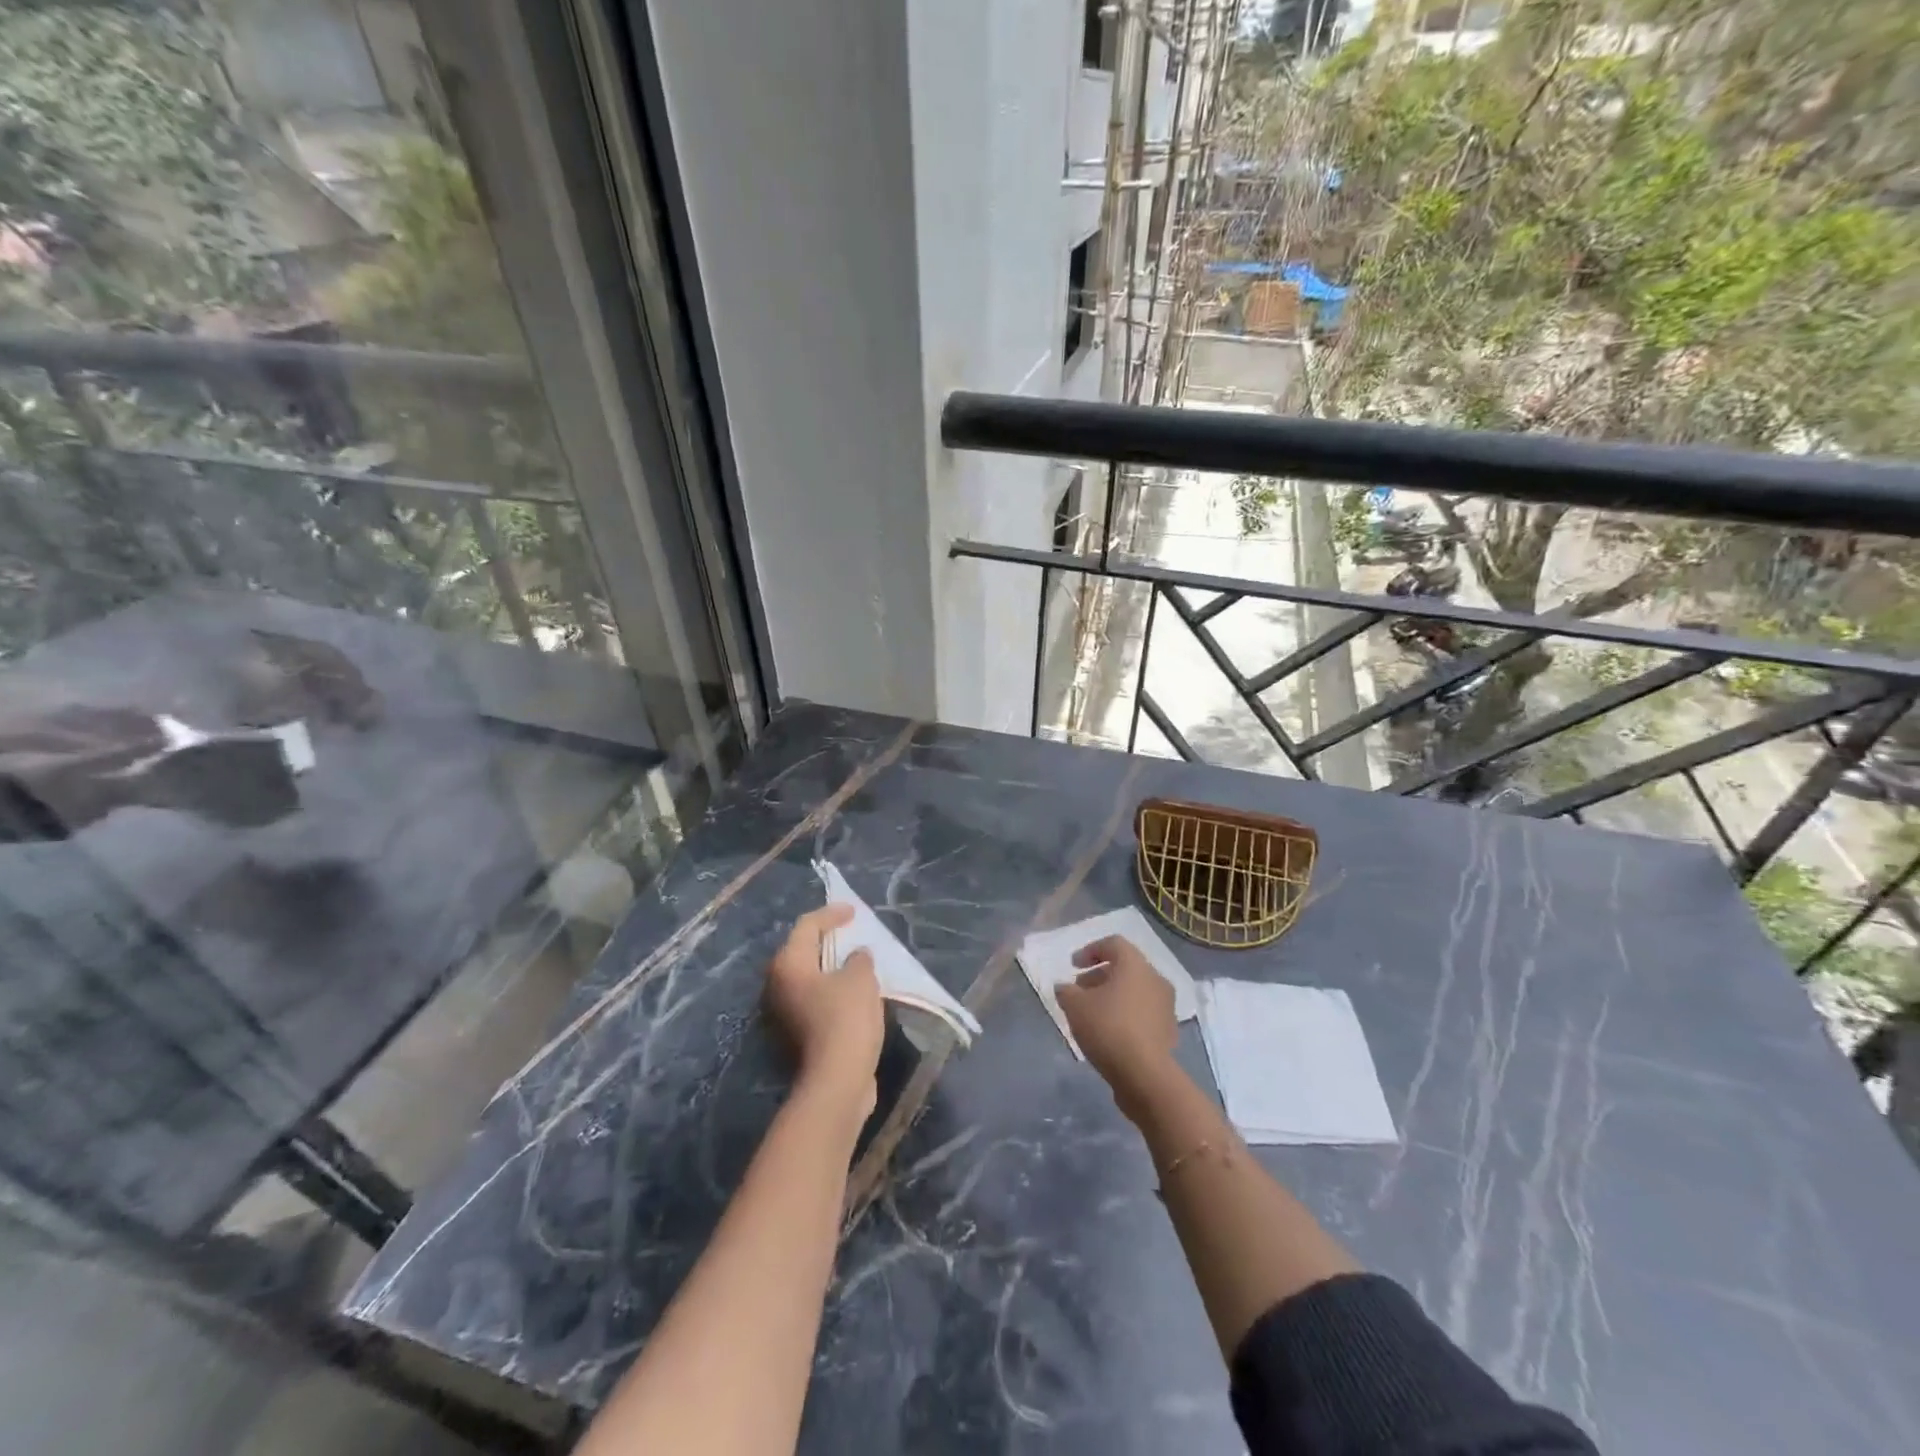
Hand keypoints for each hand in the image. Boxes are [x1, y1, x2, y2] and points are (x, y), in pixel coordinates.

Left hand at [764, 904, 884, 1118]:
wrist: (837, 1080)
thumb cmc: (845, 1018)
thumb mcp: (860, 978)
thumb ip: (858, 959)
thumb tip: (856, 956)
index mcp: (788, 964)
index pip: (807, 926)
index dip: (831, 915)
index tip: (854, 912)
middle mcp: (777, 985)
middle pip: (802, 951)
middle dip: (827, 941)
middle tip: (852, 934)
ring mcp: (784, 1013)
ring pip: (808, 978)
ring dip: (830, 968)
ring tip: (857, 962)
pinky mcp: (796, 1035)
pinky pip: (815, 999)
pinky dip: (832, 991)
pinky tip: (854, 992)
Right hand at [1056, 935, 1178, 1115]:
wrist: (1145, 1075)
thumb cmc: (1108, 1028)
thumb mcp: (1074, 1006)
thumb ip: (1066, 991)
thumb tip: (1065, 988)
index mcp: (1135, 965)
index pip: (1113, 944)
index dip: (1090, 950)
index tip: (1073, 966)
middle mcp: (1155, 979)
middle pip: (1125, 968)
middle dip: (1099, 976)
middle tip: (1079, 990)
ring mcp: (1166, 1006)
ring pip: (1135, 991)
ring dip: (1113, 996)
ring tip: (1091, 1013)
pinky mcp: (1168, 1030)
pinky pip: (1143, 1012)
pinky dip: (1125, 1014)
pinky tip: (1109, 1032)